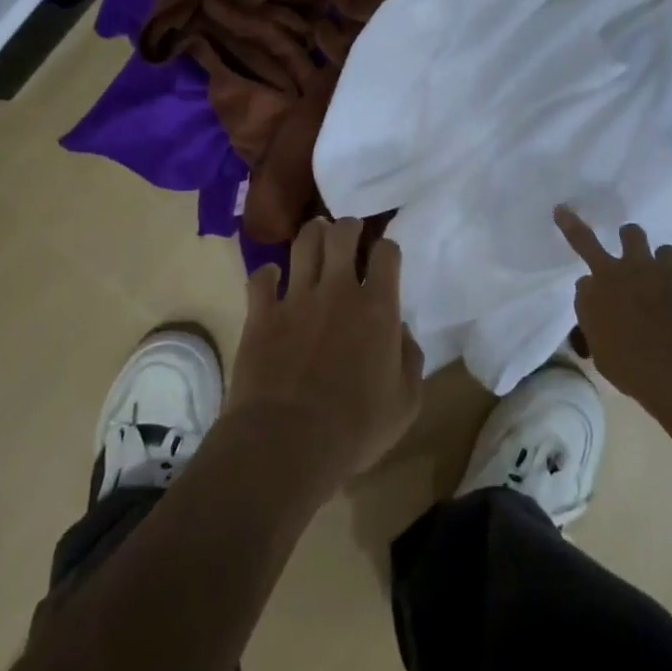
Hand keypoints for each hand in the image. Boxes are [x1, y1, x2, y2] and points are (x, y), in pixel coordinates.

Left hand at [226, 216, 423, 488]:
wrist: (287, 443)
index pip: (387, 253)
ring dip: (313, 234)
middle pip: (343, 234)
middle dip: (349, 227)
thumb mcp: (406, 403)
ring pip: (304, 243)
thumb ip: (410, 360)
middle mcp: (338, 290)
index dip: (387, 249)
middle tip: (350, 232)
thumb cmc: (355, 429)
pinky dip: (267, 274)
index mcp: (378, 308)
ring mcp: (296, 298)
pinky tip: (273, 279)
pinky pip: (261, 278)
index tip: (385, 257)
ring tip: (317, 235)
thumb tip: (400, 333)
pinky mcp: (262, 314)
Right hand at [554, 206, 671, 424]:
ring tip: (640, 252)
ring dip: (632, 240)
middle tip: (566, 213)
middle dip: (572, 224)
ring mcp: (643, 265)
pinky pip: (668, 251)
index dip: (591, 291)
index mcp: (589, 299)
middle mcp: (609, 274)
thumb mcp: (603, 358)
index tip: (600, 302)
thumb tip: (602, 319)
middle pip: (585, 240)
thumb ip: (598, 330)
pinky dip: (668, 263)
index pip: (582, 284)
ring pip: (631, 233)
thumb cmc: (635, 374)